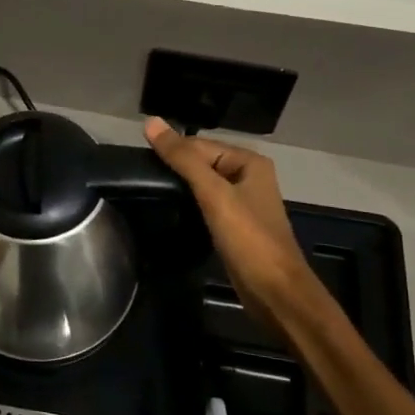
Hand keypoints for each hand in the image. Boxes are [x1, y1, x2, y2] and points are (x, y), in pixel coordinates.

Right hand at [144, 117, 328, 326]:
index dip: (170, 152)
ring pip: (202, 186)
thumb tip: (150, 121)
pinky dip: (189, 207)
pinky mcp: (235, 226)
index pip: (198, 145)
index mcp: (248, 162)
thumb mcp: (213, 194)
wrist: (275, 293)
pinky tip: (170, 213)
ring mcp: (242, 203)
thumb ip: (182, 158)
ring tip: (149, 195)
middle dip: (174, 171)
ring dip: (180, 190)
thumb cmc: (248, 239)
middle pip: (200, 163)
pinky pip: (206, 206)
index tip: (139, 164)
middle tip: (141, 181)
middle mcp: (248, 177)